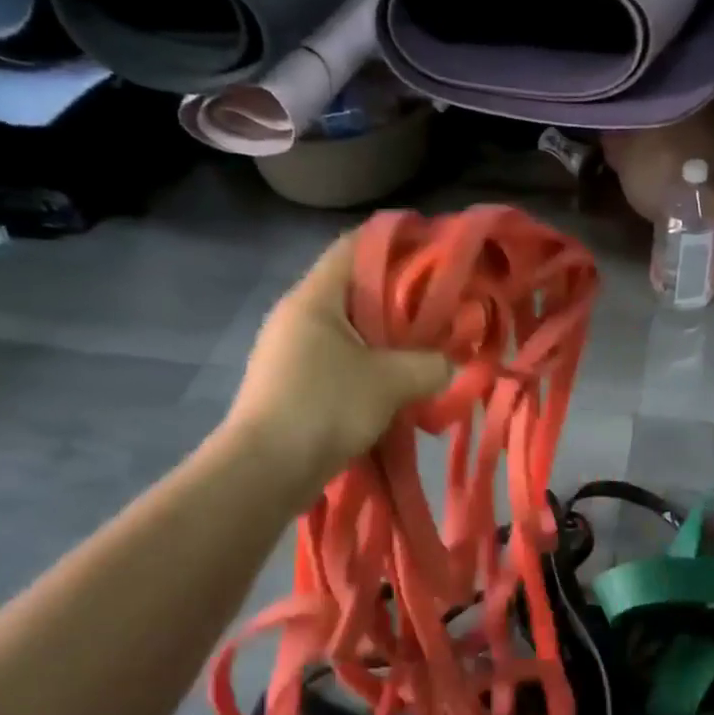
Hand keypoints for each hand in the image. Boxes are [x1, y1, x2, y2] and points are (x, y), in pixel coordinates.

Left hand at [225, 230, 453, 492]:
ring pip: (351, 331)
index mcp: (315, 297)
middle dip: (402, 298)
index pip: (355, 246)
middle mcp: (299, 316)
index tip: (436, 251)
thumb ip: (430, 364)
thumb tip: (448, 364)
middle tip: (443, 309)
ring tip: (427, 351)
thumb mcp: (391, 382)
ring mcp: (292, 352)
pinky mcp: (294, 385)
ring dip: (388, 340)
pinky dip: (371, 368)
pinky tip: (398, 387)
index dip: (398, 242)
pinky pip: (341, 363)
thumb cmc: (325, 408)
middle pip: (357, 290)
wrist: (265, 472)